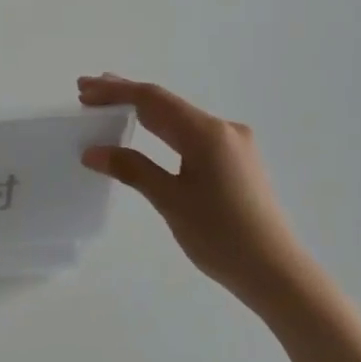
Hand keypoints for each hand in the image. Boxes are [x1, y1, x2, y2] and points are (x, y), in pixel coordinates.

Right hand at [78, 74, 323, 315]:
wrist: (277, 272)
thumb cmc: (221, 236)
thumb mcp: (170, 201)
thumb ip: (132, 169)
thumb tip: (93, 151)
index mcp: (207, 132)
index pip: (153, 100)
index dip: (116, 92)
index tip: (83, 89)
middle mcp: (223, 129)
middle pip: (167, 104)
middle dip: (127, 96)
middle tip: (88, 93)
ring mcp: (234, 145)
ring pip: (180, 119)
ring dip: (145, 113)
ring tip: (110, 108)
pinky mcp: (237, 162)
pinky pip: (193, 135)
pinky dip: (163, 130)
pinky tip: (148, 134)